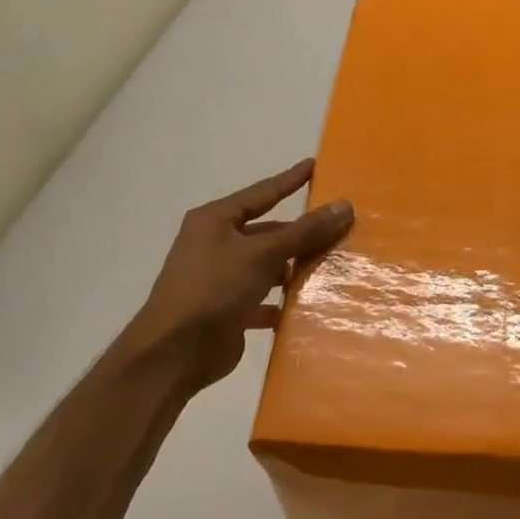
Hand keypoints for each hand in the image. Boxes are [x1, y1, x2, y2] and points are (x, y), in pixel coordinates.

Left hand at [120, 160, 353, 392]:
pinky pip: (263, 299)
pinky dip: (283, 302)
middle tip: (338, 229)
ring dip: (294, 268)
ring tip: (332, 266)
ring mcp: (221, 279)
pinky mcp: (228, 310)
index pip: (261, 193)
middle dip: (300, 233)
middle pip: (268, 232)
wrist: (175, 352)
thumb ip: (305, 231)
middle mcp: (216, 245)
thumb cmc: (214, 288)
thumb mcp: (262, 253)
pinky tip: (309, 305)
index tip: (314, 165)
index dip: (289, 180)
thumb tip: (344, 206)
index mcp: (215, 221)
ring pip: (268, 266)